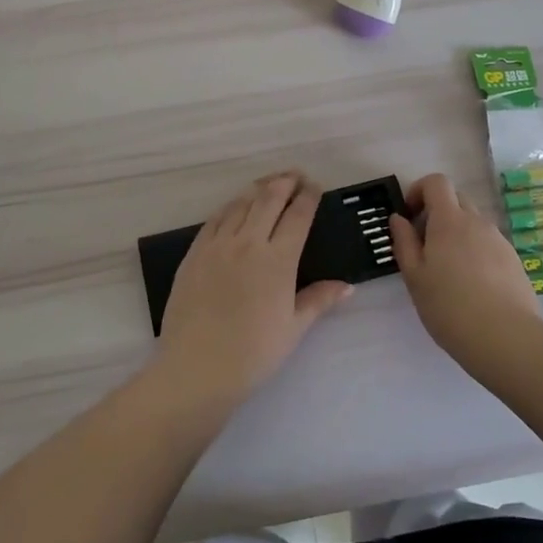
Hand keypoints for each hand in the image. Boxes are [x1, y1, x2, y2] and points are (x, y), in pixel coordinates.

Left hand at [155, 172, 353, 410]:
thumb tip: (347, 286)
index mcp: (278, 260)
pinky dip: (230, 206)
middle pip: (269, 199)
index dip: (308, 197)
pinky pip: (215, 219)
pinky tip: (235, 206)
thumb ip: (319, 300)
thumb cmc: (253, 353)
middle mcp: (249, 242)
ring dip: (258, 188)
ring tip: (269, 183)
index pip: (298, 216)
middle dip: (285, 182)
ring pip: (241, 203)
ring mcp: (218, 244)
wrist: (197, 367)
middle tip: (295, 175)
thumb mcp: (294, 328)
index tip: (315, 187)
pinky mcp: (195, 252)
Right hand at [389, 173, 541, 373]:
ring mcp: (499, 240)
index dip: (419, 190)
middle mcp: (477, 222)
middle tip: (424, 245)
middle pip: (456, 199)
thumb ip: (404, 242)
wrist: (506, 338)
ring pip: (473, 224)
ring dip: (456, 234)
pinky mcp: (514, 261)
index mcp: (449, 220)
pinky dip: (475, 252)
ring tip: (447, 272)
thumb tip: (399, 218)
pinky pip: (488, 244)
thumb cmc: (449, 307)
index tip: (409, 216)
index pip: (437, 182)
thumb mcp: (414, 277)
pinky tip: (471, 286)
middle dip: (437, 212)